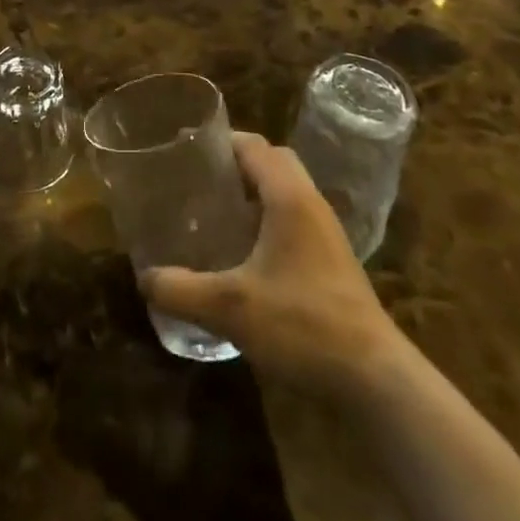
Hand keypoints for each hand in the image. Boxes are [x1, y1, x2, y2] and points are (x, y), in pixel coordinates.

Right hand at [141, 133, 400, 395]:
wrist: (374, 379)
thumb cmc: (302, 325)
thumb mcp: (231, 307)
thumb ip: (182, 290)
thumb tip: (145, 278)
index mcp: (289, 197)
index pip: (254, 145)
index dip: (220, 141)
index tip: (187, 150)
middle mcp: (310, 203)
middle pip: (273, 161)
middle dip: (237, 163)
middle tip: (201, 181)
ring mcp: (326, 233)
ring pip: (287, 191)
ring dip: (254, 192)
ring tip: (216, 213)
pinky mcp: (333, 260)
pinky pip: (295, 219)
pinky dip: (269, 220)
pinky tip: (245, 254)